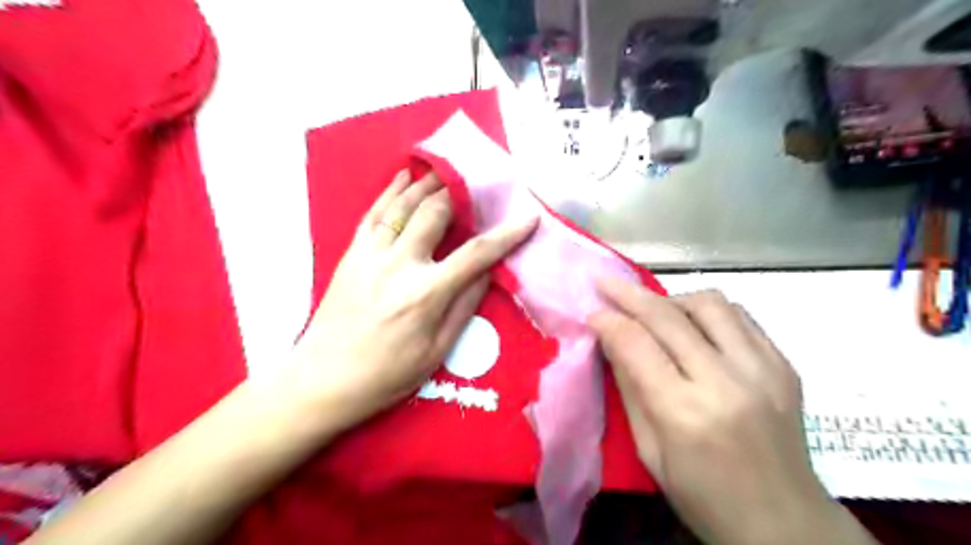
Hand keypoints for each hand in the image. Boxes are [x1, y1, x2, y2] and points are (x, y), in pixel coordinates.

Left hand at [293, 170, 537, 433]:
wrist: (324, 378)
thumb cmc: (387, 374)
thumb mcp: (437, 350)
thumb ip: (465, 306)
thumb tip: (487, 272)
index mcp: (426, 293)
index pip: (476, 253)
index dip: (507, 234)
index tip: (528, 218)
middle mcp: (399, 264)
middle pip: (435, 214)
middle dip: (459, 195)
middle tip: (476, 187)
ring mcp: (371, 255)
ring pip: (403, 205)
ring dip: (427, 184)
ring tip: (446, 171)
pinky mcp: (351, 254)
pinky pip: (373, 213)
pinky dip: (390, 191)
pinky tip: (403, 176)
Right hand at [587, 281, 876, 544]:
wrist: (786, 523)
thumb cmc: (703, 497)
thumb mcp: (649, 450)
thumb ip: (630, 388)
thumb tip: (610, 340)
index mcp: (685, 413)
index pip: (636, 344)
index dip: (608, 321)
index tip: (591, 313)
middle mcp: (726, 382)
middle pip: (668, 315)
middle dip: (629, 294)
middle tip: (606, 284)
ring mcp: (763, 369)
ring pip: (709, 303)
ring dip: (672, 300)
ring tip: (655, 312)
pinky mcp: (785, 364)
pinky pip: (740, 315)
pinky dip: (707, 312)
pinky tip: (694, 327)